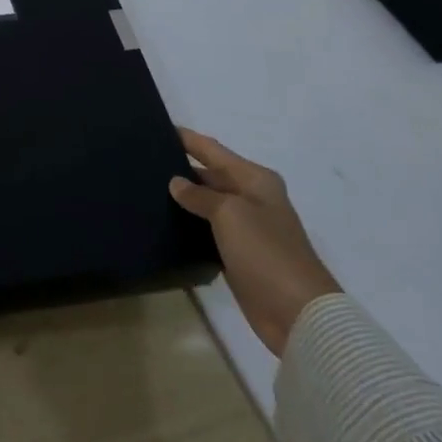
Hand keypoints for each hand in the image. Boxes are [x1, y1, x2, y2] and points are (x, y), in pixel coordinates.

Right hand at [170, 127, 340, 357]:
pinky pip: (208, 230)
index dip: (188, 139)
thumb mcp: (229, 214)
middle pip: (211, 175)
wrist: (298, 314)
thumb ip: (199, 195)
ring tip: (147, 188)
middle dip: (182, 168)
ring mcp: (247, 228)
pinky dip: (190, 225)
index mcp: (256, 180)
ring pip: (208, 203)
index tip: (158, 127)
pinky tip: (165, 221)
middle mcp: (252, 198)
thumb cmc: (266, 251)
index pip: (214, 150)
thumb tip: (176, 183)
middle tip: (143, 161)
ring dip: (184, 198)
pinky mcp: (239, 255)